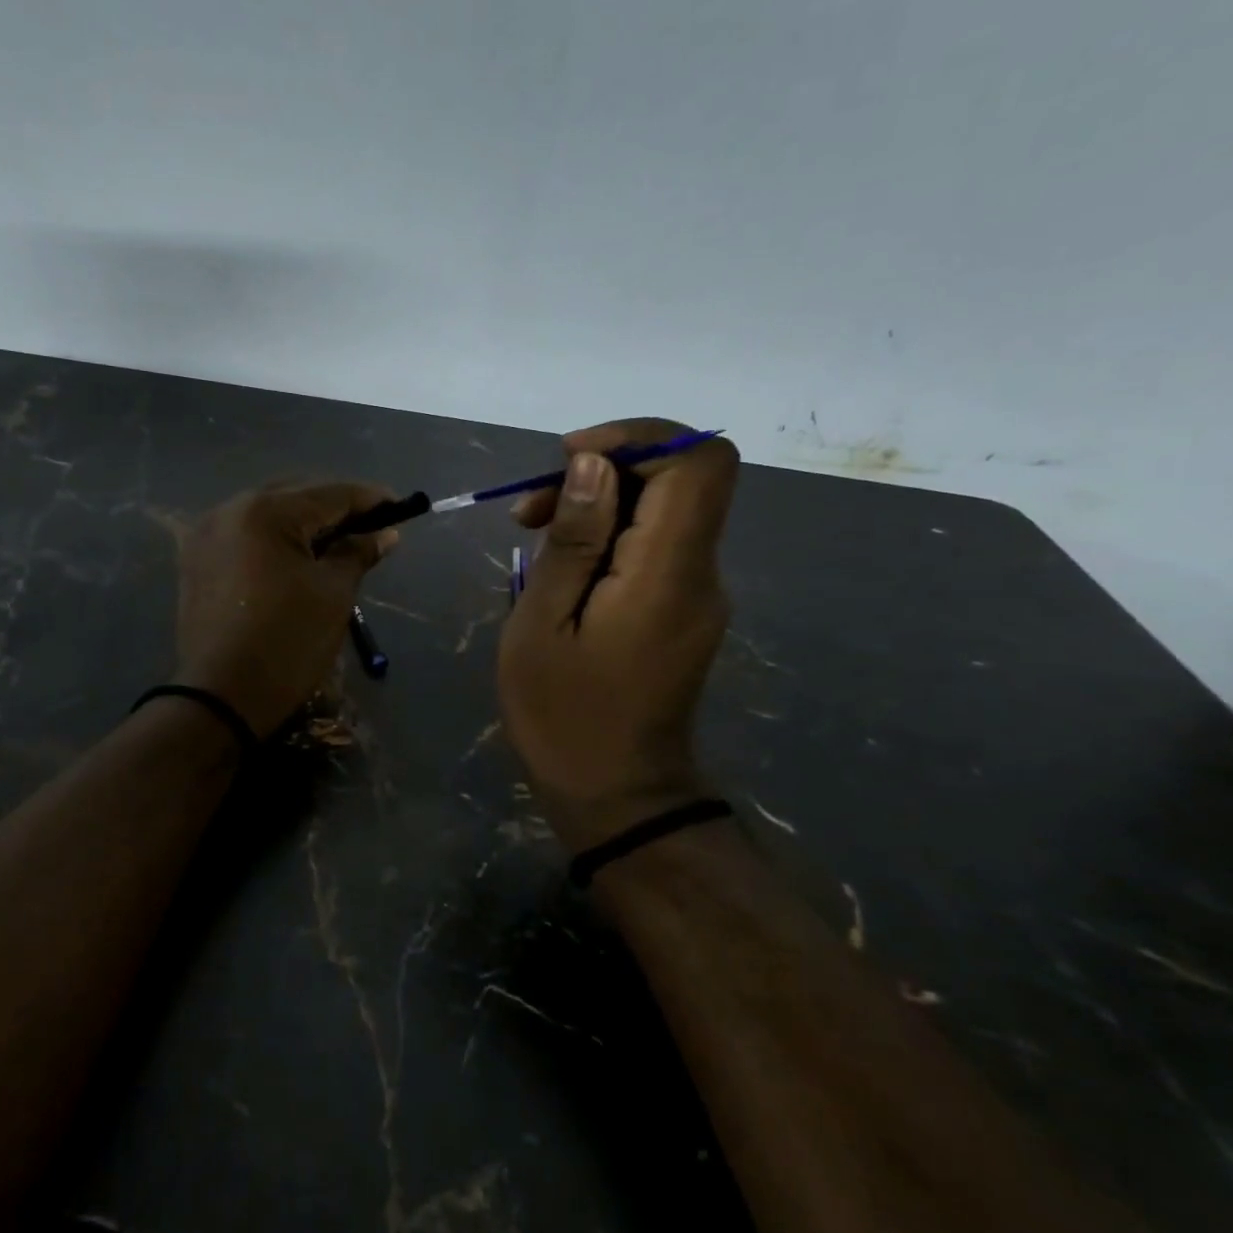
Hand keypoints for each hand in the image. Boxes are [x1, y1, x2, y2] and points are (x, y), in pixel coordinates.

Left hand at [173, 483, 395, 735]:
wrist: (220, 698)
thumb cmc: (287, 643)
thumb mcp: (333, 595)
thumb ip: (357, 553)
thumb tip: (384, 533)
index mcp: (265, 512)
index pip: (329, 494)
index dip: (369, 499)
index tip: (401, 506)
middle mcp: (229, 510)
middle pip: (295, 496)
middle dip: (335, 508)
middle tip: (372, 526)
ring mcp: (206, 535)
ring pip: (268, 514)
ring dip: (304, 523)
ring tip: (339, 542)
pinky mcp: (197, 560)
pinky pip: (245, 535)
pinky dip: (275, 539)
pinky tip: (299, 556)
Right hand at [498, 419, 739, 851]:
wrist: (616, 795)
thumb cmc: (563, 716)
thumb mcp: (541, 625)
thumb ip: (572, 540)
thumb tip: (592, 464)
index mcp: (668, 573)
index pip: (697, 462)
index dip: (639, 438)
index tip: (569, 458)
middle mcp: (702, 573)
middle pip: (682, 478)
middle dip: (605, 470)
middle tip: (530, 507)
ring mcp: (699, 594)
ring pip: (666, 510)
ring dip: (601, 503)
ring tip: (531, 532)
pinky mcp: (686, 610)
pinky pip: (657, 546)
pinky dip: (611, 535)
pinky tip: (561, 568)